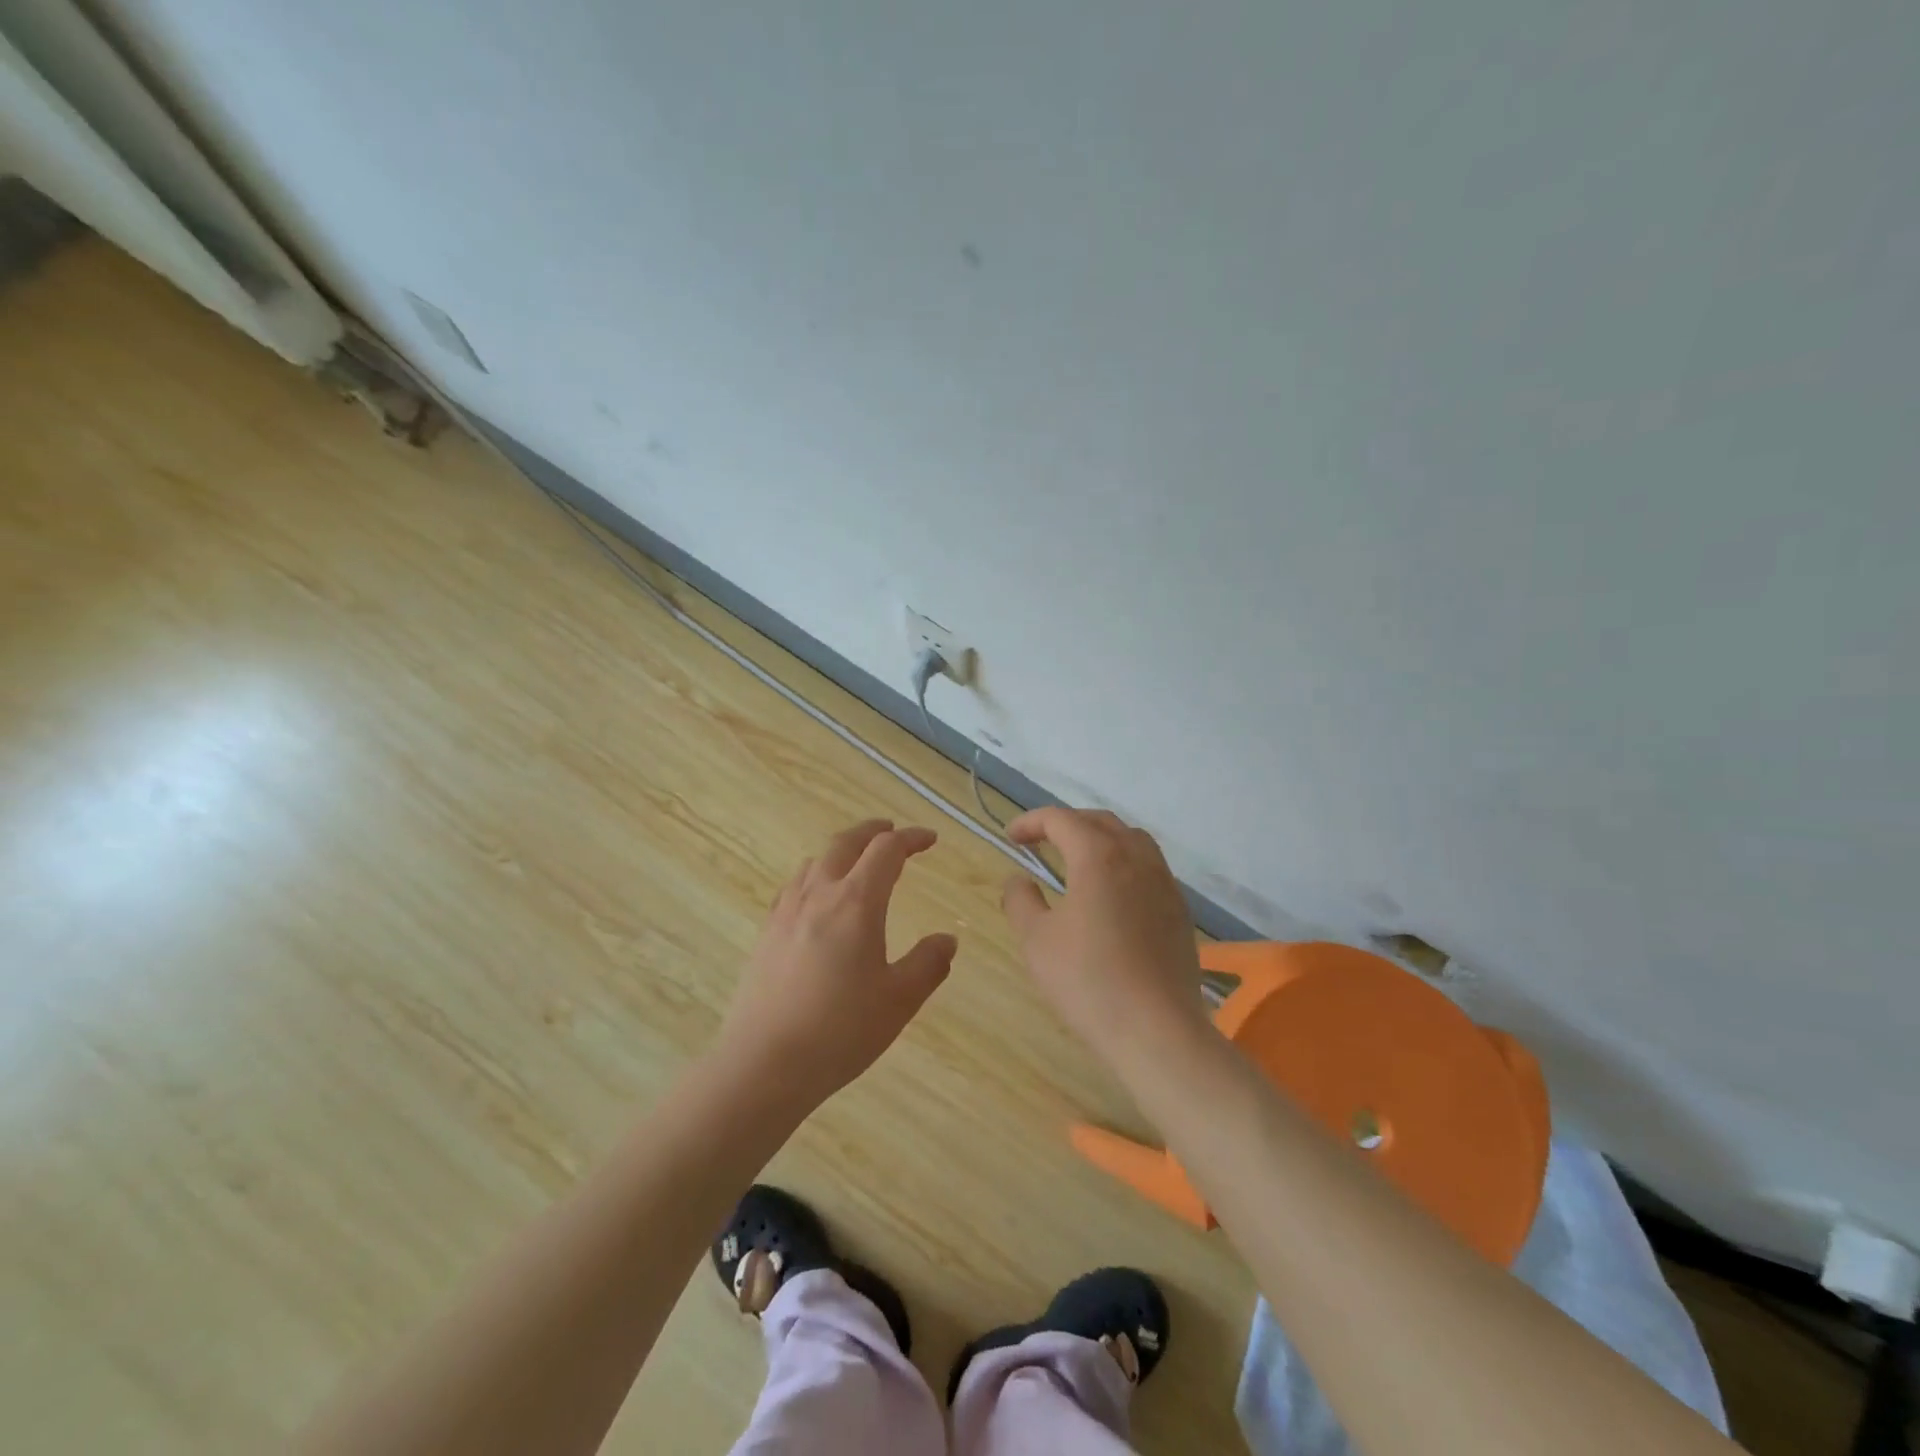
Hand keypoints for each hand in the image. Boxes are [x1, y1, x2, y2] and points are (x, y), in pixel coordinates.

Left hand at [718, 819, 956, 1107]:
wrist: (763, 1064)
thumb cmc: (840, 1030)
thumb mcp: (898, 1000)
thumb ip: (928, 964)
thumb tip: (947, 940)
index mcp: (856, 902)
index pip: (886, 851)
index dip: (911, 838)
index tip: (930, 839)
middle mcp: (818, 894)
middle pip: (845, 843)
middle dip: (872, 831)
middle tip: (891, 831)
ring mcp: (786, 912)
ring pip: (815, 862)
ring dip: (841, 852)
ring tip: (856, 864)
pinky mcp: (766, 933)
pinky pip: (794, 886)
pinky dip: (815, 875)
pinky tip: (816, 900)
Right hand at [1000, 808, 1209, 1063]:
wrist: (1156, 1030)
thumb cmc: (1088, 980)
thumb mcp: (1036, 940)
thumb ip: (1021, 900)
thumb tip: (1018, 880)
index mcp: (1098, 856)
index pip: (1062, 820)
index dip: (1032, 822)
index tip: (1011, 837)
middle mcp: (1136, 858)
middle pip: (1100, 822)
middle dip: (1067, 824)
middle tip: (1041, 841)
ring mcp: (1164, 883)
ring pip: (1132, 840)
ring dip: (1101, 839)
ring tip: (1078, 859)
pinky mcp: (1179, 910)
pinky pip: (1150, 868)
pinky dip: (1124, 863)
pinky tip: (1112, 893)